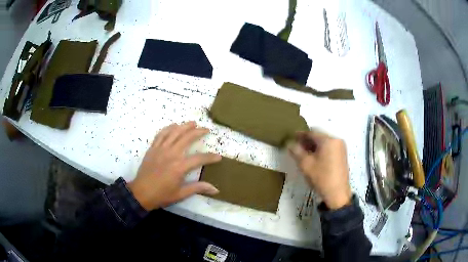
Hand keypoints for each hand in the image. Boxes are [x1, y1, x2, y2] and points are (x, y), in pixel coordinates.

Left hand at [128, 122, 220, 210]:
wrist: (141, 193)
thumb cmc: (161, 195)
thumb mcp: (181, 194)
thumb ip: (198, 188)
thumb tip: (216, 189)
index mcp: (179, 167)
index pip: (199, 158)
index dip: (210, 157)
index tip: (218, 157)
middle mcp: (171, 154)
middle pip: (187, 138)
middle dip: (198, 132)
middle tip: (206, 129)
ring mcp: (160, 149)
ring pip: (174, 133)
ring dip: (184, 126)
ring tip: (193, 123)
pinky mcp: (152, 149)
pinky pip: (161, 135)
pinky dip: (168, 128)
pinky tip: (174, 126)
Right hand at [288, 130, 351, 209]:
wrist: (337, 194)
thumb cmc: (321, 177)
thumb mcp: (305, 164)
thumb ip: (296, 151)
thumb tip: (289, 143)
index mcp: (328, 140)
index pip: (311, 132)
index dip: (300, 134)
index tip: (291, 137)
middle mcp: (336, 140)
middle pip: (319, 136)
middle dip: (307, 140)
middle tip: (296, 146)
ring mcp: (341, 147)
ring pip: (324, 142)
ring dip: (313, 145)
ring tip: (303, 153)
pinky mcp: (342, 155)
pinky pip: (329, 147)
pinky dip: (321, 149)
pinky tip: (314, 157)